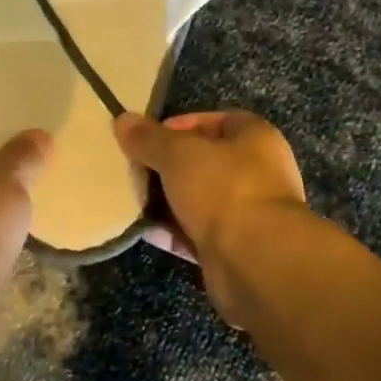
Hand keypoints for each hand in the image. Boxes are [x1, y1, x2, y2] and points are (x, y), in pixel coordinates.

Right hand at [114, 111, 305, 266]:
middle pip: (204, 162)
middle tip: (134, 169)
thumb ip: (149, 138)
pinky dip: (172, 231)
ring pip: (199, 199)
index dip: (181, 125)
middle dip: (168, 166)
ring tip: (132, 197)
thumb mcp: (178, 154)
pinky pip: (196, 232)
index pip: (216, 121)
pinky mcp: (233, 247)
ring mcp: (247, 213)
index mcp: (255, 138)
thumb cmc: (223, 189)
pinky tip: (143, 230)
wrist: (255, 260)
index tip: (149, 138)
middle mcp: (257, 172)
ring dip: (167, 200)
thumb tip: (123, 120)